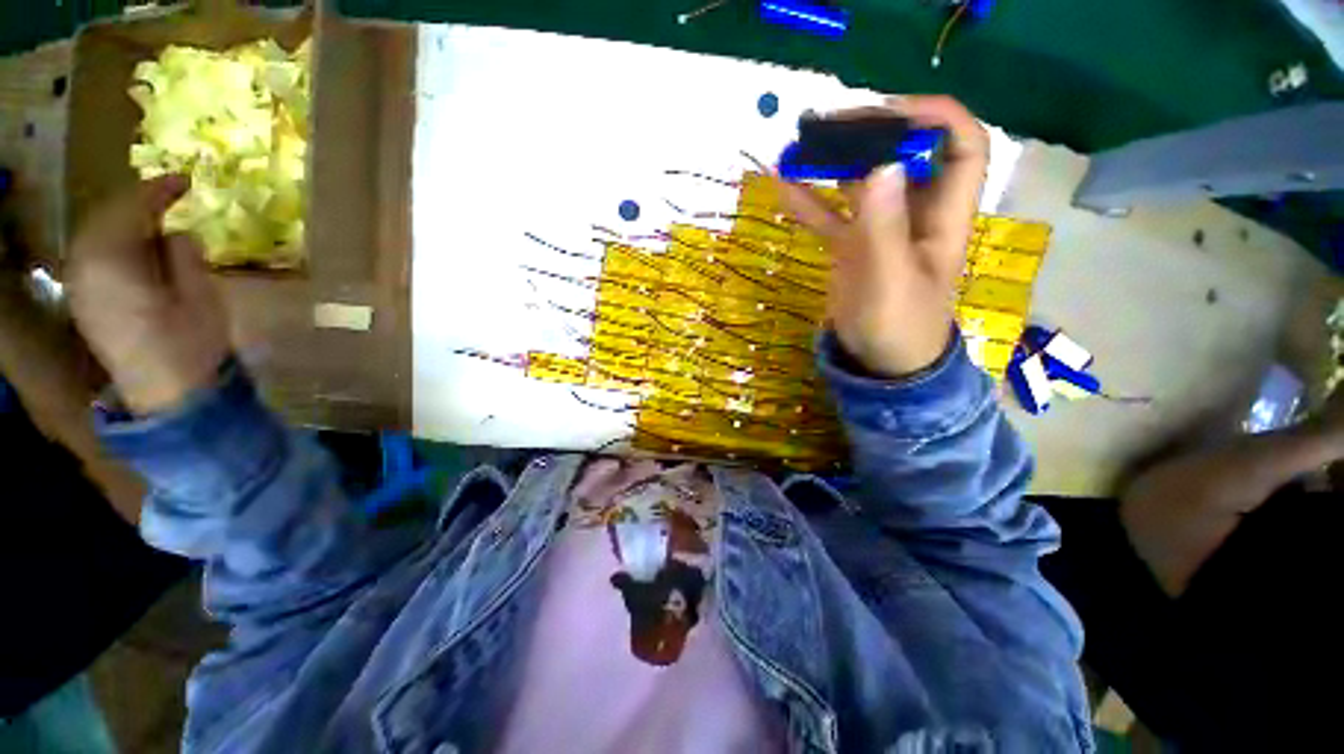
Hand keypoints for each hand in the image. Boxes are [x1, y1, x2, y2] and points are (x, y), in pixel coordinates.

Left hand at [68, 175, 229, 414]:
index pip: (131, 209)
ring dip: (123, 221)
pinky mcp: (84, 300)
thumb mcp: (200, 293)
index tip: (186, 181)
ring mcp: (80, 285)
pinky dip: (113, 241)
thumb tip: (176, 231)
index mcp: (113, 261)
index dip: (158, 191)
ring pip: (96, 234)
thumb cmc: (191, 343)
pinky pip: (93, 254)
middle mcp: (85, 266)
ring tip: (154, 218)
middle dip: (137, 202)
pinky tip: (134, 245)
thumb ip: (183, 254)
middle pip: (106, 218)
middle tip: (170, 196)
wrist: (169, 394)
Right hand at [778, 95, 988, 376]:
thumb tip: (881, 162)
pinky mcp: (852, 247)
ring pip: (864, 181)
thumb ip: (883, 227)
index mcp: (944, 216)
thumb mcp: (891, 279)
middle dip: (873, 132)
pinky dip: (809, 201)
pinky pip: (831, 216)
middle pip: (906, 155)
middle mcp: (916, 213)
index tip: (889, 113)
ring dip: (836, 161)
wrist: (879, 364)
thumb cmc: (898, 327)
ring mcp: (880, 229)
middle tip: (831, 123)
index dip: (936, 119)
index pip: (962, 147)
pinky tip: (783, 185)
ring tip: (803, 142)